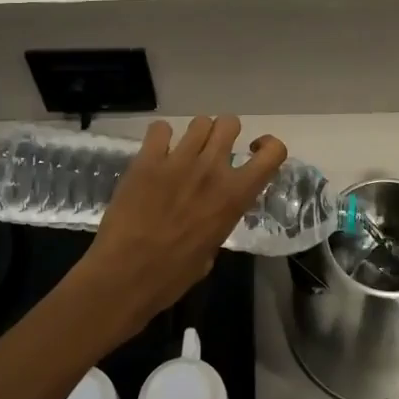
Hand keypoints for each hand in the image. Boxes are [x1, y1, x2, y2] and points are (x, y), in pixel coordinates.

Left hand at [80, 117, 287, 340]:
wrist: (125, 275)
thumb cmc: (172, 275)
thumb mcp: (211, 251)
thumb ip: (218, 222)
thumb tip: (210, 216)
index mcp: (235, 196)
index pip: (273, 153)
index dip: (268, 146)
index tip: (253, 153)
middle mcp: (212, 170)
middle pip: (230, 123)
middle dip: (224, 133)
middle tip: (213, 150)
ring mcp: (178, 161)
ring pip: (199, 122)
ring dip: (196, 134)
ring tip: (183, 152)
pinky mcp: (147, 160)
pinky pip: (160, 129)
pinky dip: (160, 138)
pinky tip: (155, 153)